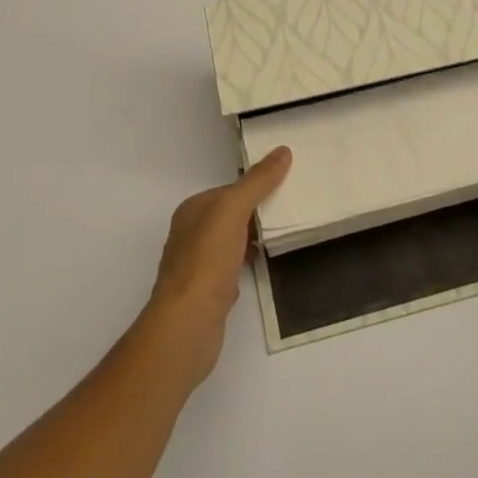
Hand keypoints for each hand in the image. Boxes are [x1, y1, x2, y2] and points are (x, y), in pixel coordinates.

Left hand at [139, 147, 291, 386]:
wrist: (187, 326)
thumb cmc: (207, 261)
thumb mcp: (233, 210)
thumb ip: (257, 182)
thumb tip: (283, 151)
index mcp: (192, 210)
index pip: (229, 190)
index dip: (256, 187)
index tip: (285, 187)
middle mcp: (190, 234)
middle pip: (230, 215)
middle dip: (256, 213)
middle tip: (290, 210)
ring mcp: (196, 266)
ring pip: (231, 242)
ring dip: (252, 239)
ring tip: (282, 236)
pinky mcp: (206, 294)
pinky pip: (231, 270)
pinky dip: (246, 265)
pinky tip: (261, 268)